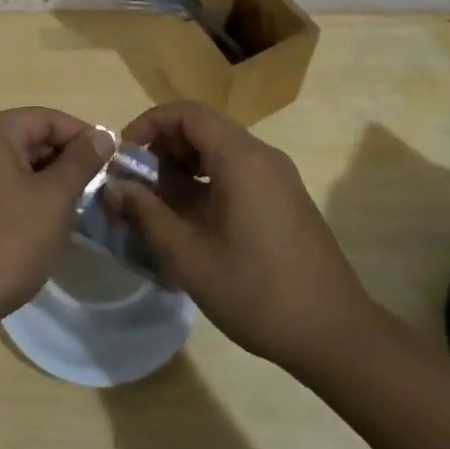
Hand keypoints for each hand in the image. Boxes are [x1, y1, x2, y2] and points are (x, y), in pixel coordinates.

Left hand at [0, 108, 113, 353]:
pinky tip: (43, 227)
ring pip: (14, 166)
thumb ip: (80, 162)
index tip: (112, 164)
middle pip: (29, 139)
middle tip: (97, 191)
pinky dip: (24, 199)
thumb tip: (102, 136)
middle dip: (65, 162)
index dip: (83, 137)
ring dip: (47, 183)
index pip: (47, 119)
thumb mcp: (53, 199)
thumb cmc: (5, 242)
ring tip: (76, 211)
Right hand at [112, 101, 374, 374]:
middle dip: (163, 146)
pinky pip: (237, 169)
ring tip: (158, 202)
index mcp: (240, 158)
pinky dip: (206, 179)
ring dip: (183, 164)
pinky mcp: (285, 197)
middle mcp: (262, 155)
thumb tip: (114, 186)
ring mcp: (278, 176)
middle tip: (136, 182)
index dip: (148, 125)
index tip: (123, 157)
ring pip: (219, 148)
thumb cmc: (256, 292)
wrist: (336, 335)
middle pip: (202, 127)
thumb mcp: (188, 255)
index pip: (186, 114)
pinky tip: (192, 218)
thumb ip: (146, 213)